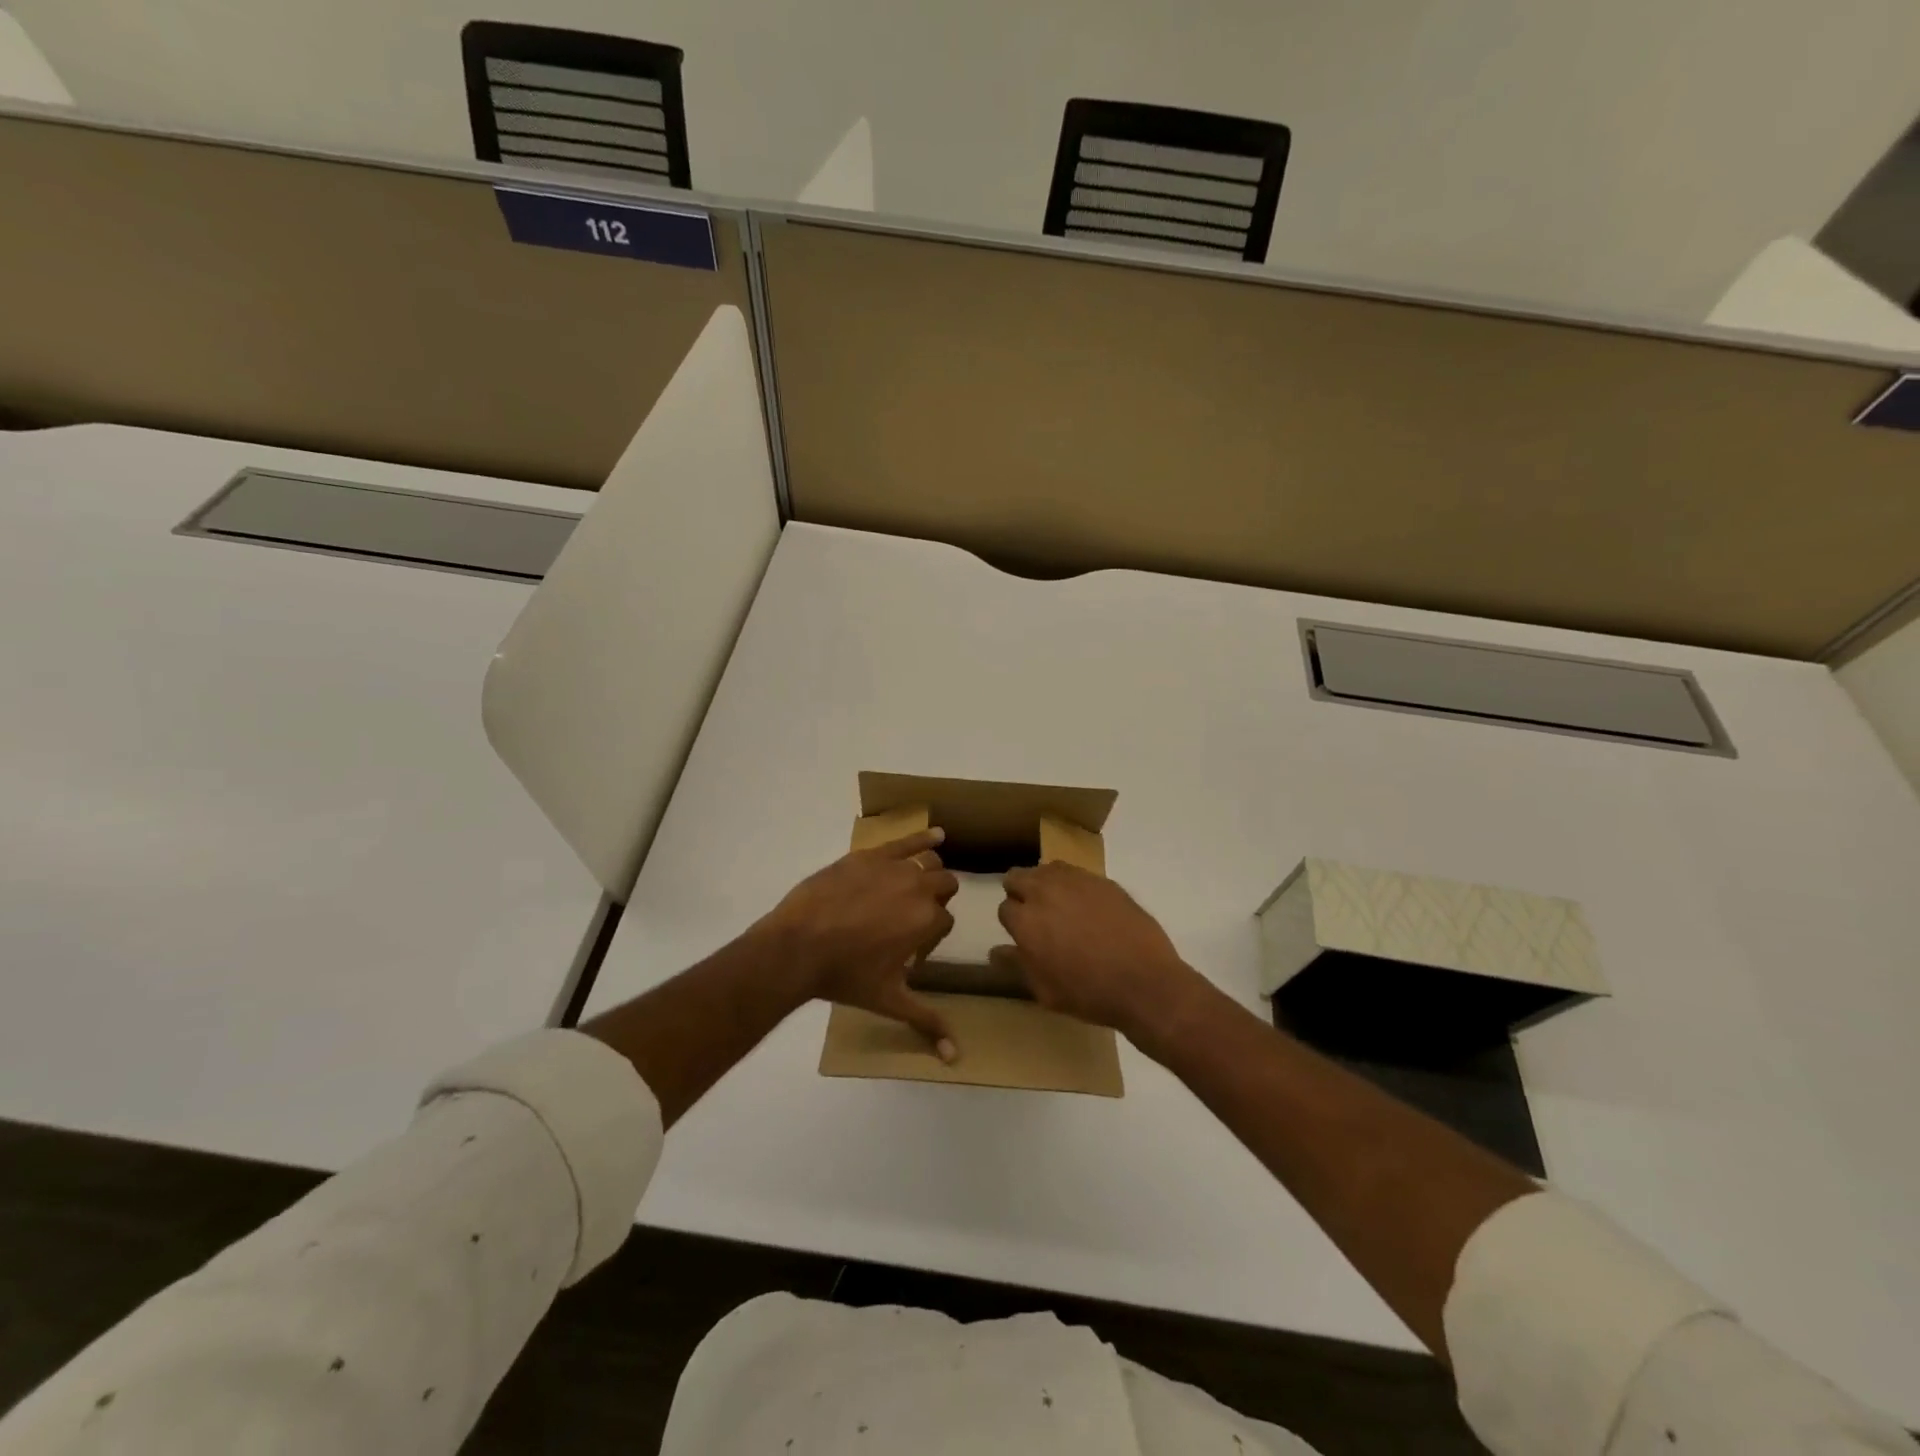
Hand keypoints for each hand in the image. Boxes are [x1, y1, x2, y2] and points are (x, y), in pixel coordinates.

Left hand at [755, 829, 961, 1060]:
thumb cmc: (845, 976)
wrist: (796, 947)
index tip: (911, 948)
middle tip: (912, 917)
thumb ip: (926, 1022)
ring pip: (928, 862)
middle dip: (936, 899)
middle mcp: (918, 888)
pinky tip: (937, 834)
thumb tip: (956, 1056)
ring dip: (928, 872)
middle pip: (944, 886)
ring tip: (915, 884)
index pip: (945, 921)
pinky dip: (924, 837)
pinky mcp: (869, 855)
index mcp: (927, 920)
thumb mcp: (889, 1001)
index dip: (931, 935)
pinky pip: (906, 840)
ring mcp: (893, 867)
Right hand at [993, 862, 1205, 1042]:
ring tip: (1060, 906)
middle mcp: (1044, 892)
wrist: (1144, 982)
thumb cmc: (1089, 994)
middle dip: (1020, 893)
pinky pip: (1076, 873)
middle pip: (1017, 877)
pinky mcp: (1102, 880)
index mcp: (1025, 921)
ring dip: (1045, 883)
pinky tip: (1086, 906)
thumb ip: (1017, 965)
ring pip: (1046, 869)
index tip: (1025, 935)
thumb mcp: (1045, 991)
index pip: (1005, 908)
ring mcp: (1075, 881)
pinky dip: (1073, 885)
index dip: (1013, 922)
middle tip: (1036, 915)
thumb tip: (995, 951)